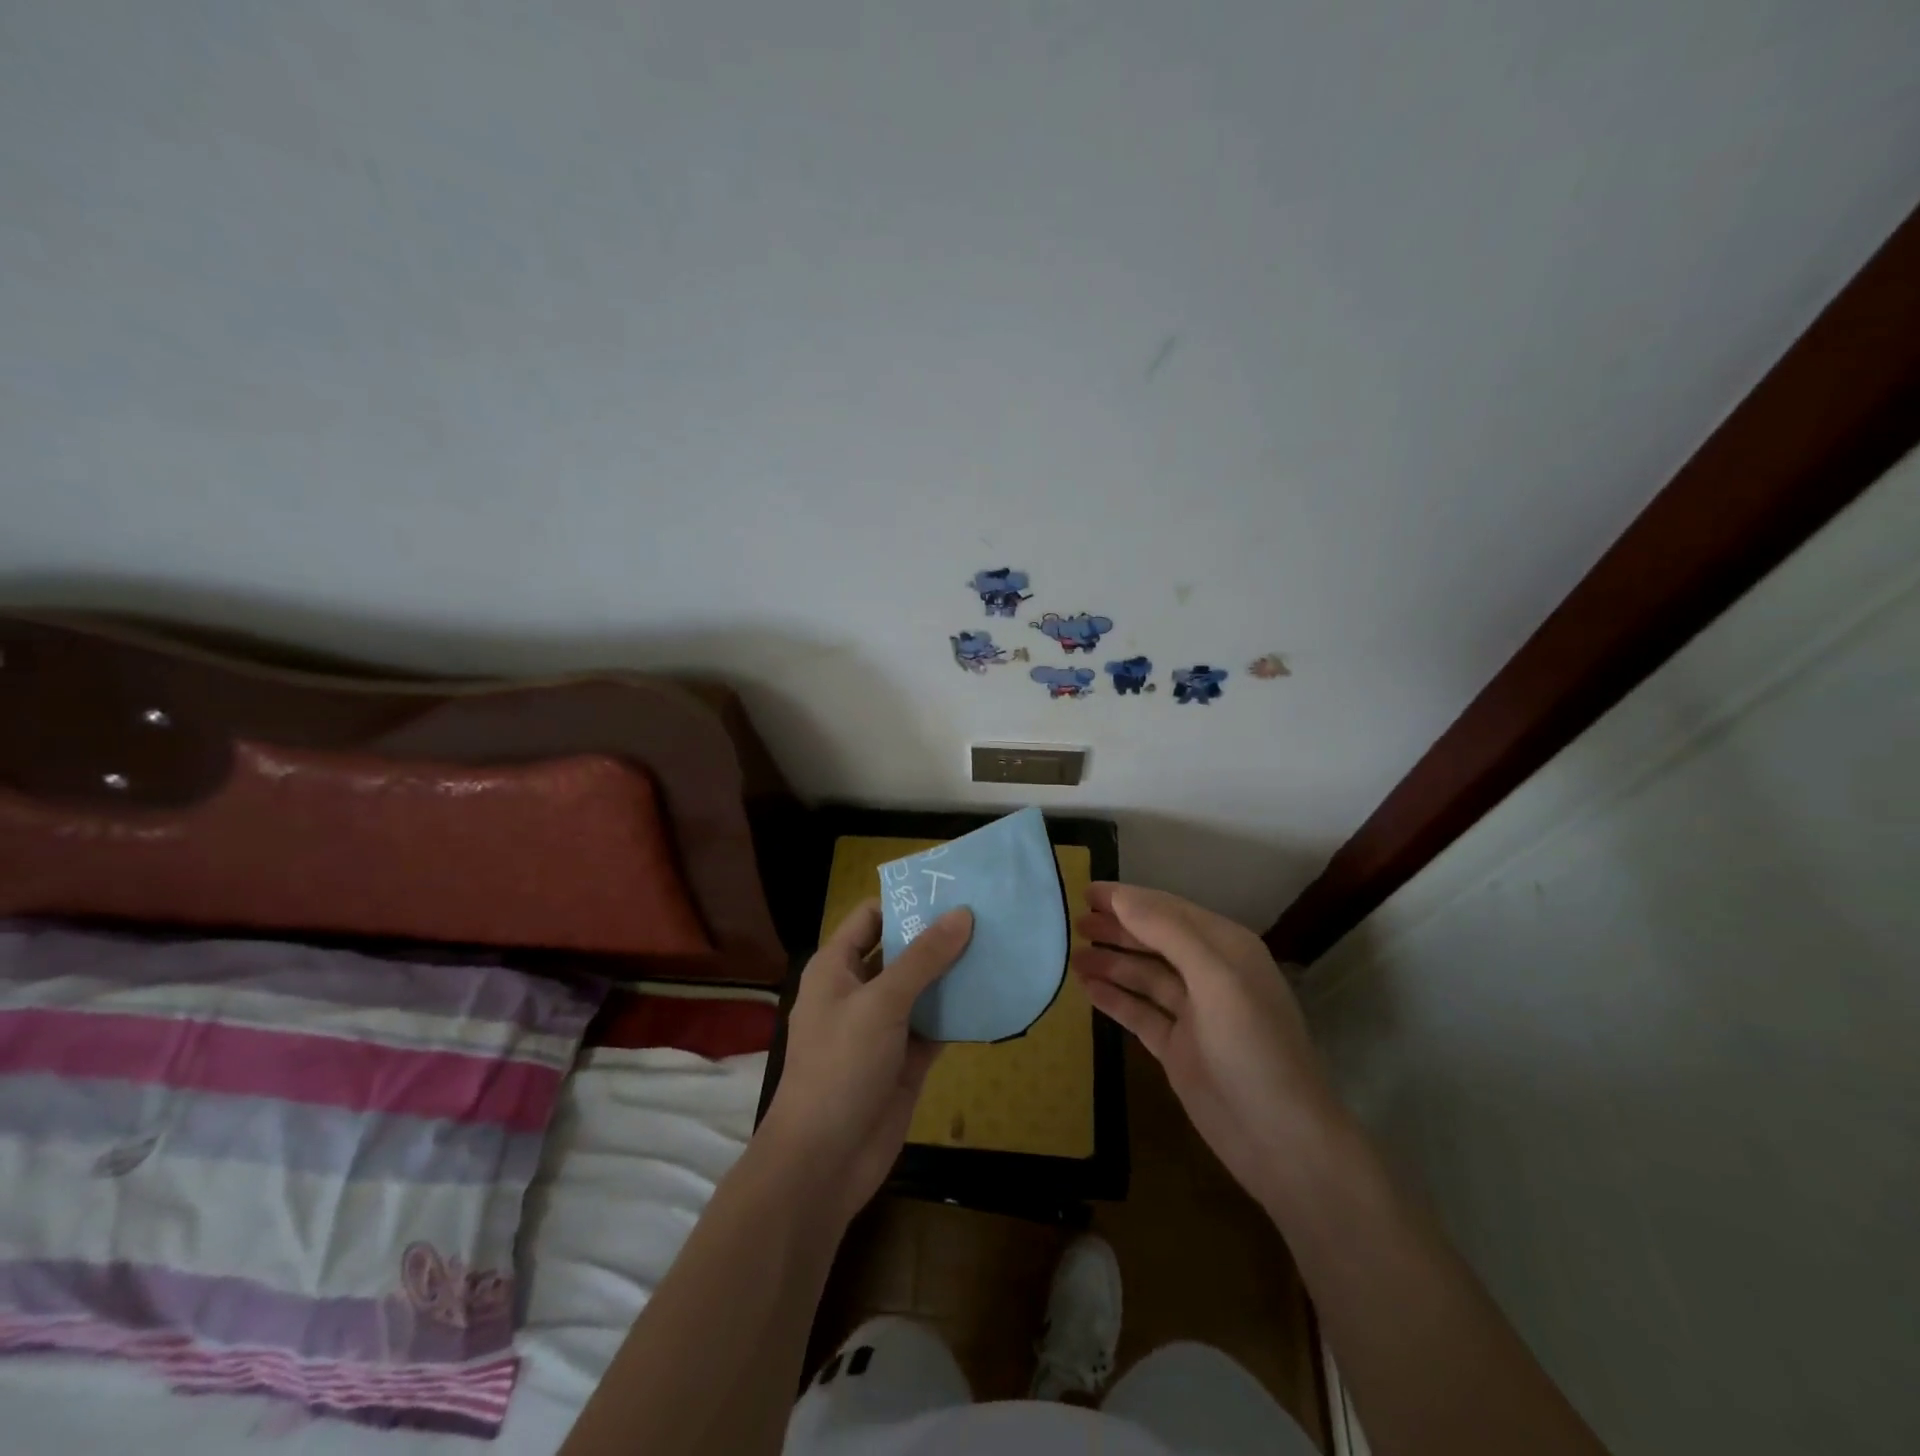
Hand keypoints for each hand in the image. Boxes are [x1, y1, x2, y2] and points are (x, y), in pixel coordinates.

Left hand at [762, 901, 972, 1221]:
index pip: (871, 918)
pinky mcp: (905, 1059)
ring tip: (998, 946)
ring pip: (922, 988)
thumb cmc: (841, 1066)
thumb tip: (962, 913)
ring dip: (953, 973)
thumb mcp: (882, 1003)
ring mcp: (882, 1027)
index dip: (906, 902)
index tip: (951, 891)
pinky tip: (993, 995)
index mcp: (836, 968)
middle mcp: (858, 991)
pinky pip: (935, 1025)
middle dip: (938, 936)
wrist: (825, 1160)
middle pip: (901, 951)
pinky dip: (959, 1012)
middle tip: (987, 915)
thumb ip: (923, 958)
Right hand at [1072, 883, 1342, 1209]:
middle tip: (1074, 922)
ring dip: (1111, 962)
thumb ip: (1167, 932)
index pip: (1169, 910)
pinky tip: (1087, 989)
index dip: (1128, 899)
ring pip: (1144, 976)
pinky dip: (1115, 999)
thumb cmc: (1252, 1047)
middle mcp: (1210, 974)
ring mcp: (1193, 1014)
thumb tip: (1122, 897)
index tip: (1086, 892)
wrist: (1281, 1141)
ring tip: (1072, 955)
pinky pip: (1140, 1012)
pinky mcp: (1178, 1048)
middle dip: (1117, 928)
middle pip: (1155, 940)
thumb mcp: (1215, 978)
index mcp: (1227, 949)